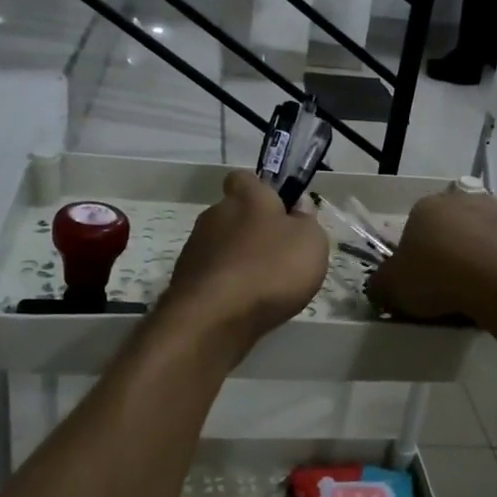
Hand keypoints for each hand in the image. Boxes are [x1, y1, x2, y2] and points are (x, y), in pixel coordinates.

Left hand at [163, 171, 328, 353]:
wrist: (213, 319)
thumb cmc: (269, 269)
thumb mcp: (310, 242)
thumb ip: (307, 221)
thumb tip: (298, 208)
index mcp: (245, 197)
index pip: (245, 177)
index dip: (262, 190)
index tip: (280, 210)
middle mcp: (214, 215)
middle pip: (235, 214)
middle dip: (252, 230)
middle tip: (279, 255)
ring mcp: (195, 248)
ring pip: (223, 246)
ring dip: (239, 260)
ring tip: (264, 287)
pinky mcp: (186, 280)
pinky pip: (213, 274)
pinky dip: (227, 285)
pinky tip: (243, 304)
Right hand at [368, 189, 496, 323]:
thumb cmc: (439, 278)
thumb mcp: (393, 288)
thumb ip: (382, 284)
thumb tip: (380, 286)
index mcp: (427, 206)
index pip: (414, 228)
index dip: (415, 257)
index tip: (419, 283)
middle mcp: (467, 200)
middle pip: (453, 228)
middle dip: (451, 252)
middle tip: (450, 288)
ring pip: (488, 237)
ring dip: (484, 257)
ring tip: (482, 294)